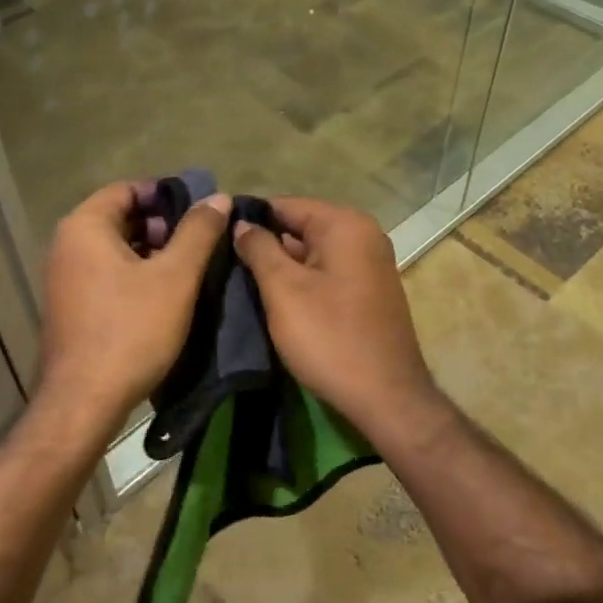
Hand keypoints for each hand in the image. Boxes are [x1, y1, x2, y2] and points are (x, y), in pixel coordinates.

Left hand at [36, 180, 230, 432]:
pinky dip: (136, 274)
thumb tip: (218, 198)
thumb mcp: (175, 277)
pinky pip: (107, 274)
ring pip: (116, 248)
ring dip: (152, 252)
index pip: (128, 189)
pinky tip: (165, 295)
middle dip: (162, 226)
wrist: (84, 401)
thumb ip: (198, 232)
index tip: (200, 211)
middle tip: (199, 243)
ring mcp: (65, 278)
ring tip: (189, 269)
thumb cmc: (131, 330)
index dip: (166, 195)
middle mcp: (67, 245)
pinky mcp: (71, 306)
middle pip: (121, 218)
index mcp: (85, 227)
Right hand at [232, 197, 437, 432]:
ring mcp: (370, 265)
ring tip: (242, 283)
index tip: (217, 238)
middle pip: (300, 227)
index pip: (285, 205)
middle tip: (225, 264)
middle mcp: (363, 236)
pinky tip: (275, 301)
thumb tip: (242, 224)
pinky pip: (326, 274)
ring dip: (281, 267)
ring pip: (311, 253)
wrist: (386, 398)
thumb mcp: (283, 290)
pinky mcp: (368, 292)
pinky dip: (302, 283)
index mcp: (345, 225)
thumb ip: (259, 249)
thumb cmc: (330, 337)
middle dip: (265, 244)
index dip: (250, 219)